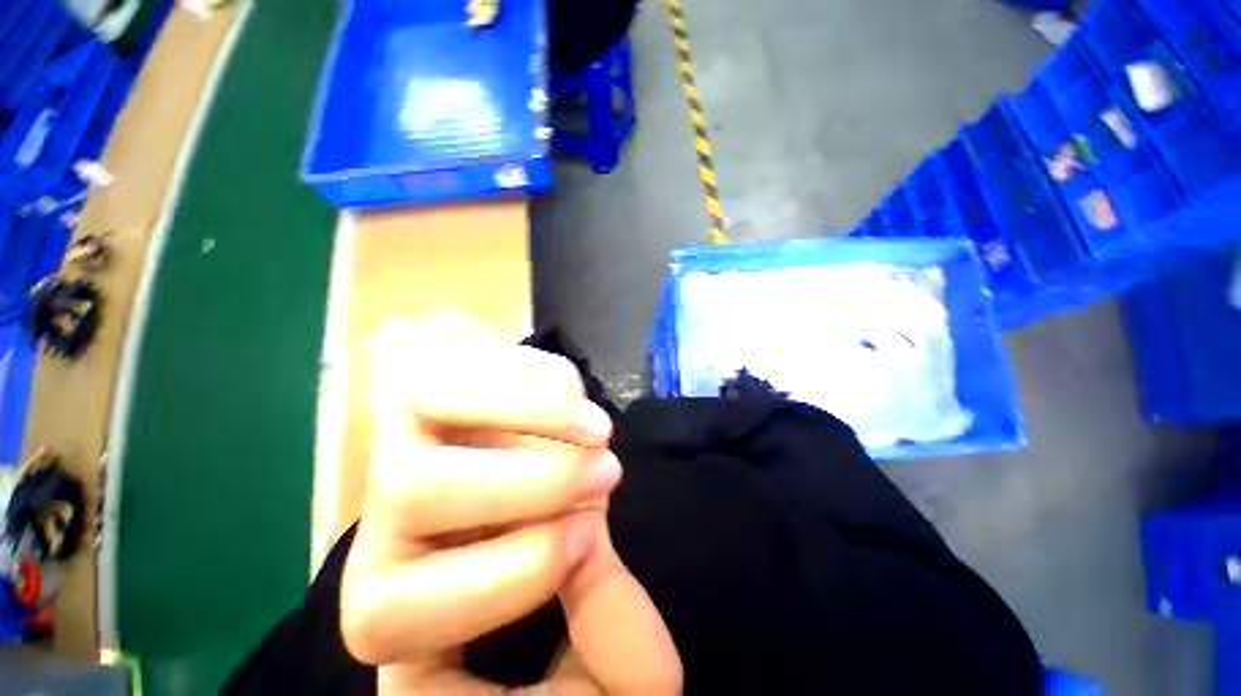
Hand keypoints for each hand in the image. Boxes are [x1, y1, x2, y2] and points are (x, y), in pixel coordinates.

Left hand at [341, 320, 682, 694]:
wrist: (523, 470)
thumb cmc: (546, 551)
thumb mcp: (571, 608)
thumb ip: (587, 597)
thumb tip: (581, 533)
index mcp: (384, 605)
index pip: (393, 613)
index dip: (509, 572)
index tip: (589, 537)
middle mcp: (367, 518)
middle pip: (415, 492)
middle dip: (537, 481)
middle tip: (608, 472)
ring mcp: (395, 433)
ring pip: (442, 408)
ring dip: (543, 416)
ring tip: (600, 430)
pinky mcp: (432, 380)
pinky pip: (480, 364)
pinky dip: (543, 380)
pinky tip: (575, 396)